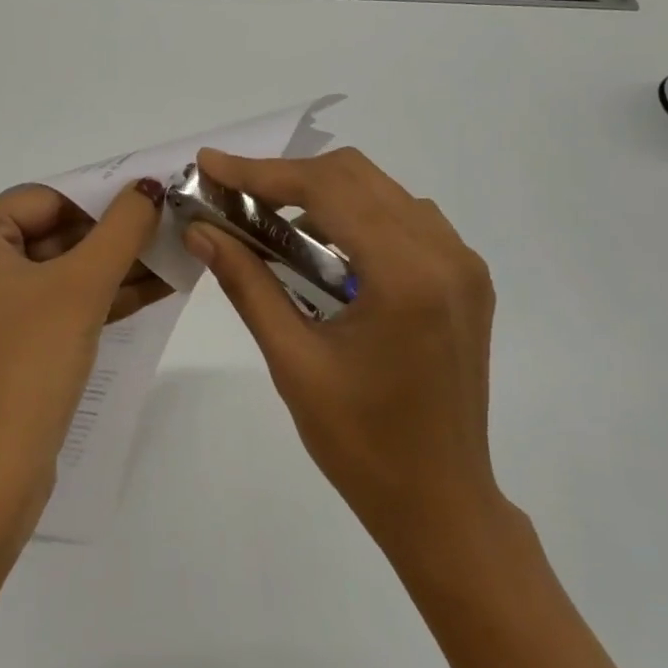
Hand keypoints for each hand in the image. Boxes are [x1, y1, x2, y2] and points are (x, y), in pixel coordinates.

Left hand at [0, 181, 164, 531]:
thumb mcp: (81, 288)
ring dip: (114, 270)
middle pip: (53, 234)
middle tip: (174, 232)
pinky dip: (95, 300)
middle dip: (115, 239)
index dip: (107, 200)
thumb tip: (150, 186)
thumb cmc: (27, 366)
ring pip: (56, 272)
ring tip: (176, 259)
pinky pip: (50, 306)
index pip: (48, 200)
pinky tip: (152, 291)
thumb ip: (121, 229)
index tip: (160, 202)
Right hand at [184, 147, 505, 556]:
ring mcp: (463, 265)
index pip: (326, 190)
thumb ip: (247, 283)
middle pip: (356, 176)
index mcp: (406, 276)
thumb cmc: (360, 443)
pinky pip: (405, 220)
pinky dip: (356, 218)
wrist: (440, 502)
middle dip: (287, 178)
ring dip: (322, 195)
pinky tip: (322, 249)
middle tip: (232, 196)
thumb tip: (201, 231)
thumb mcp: (292, 360)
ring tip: (269, 223)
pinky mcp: (465, 280)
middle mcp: (445, 254)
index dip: (261, 172)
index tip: (211, 165)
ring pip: (382, 192)